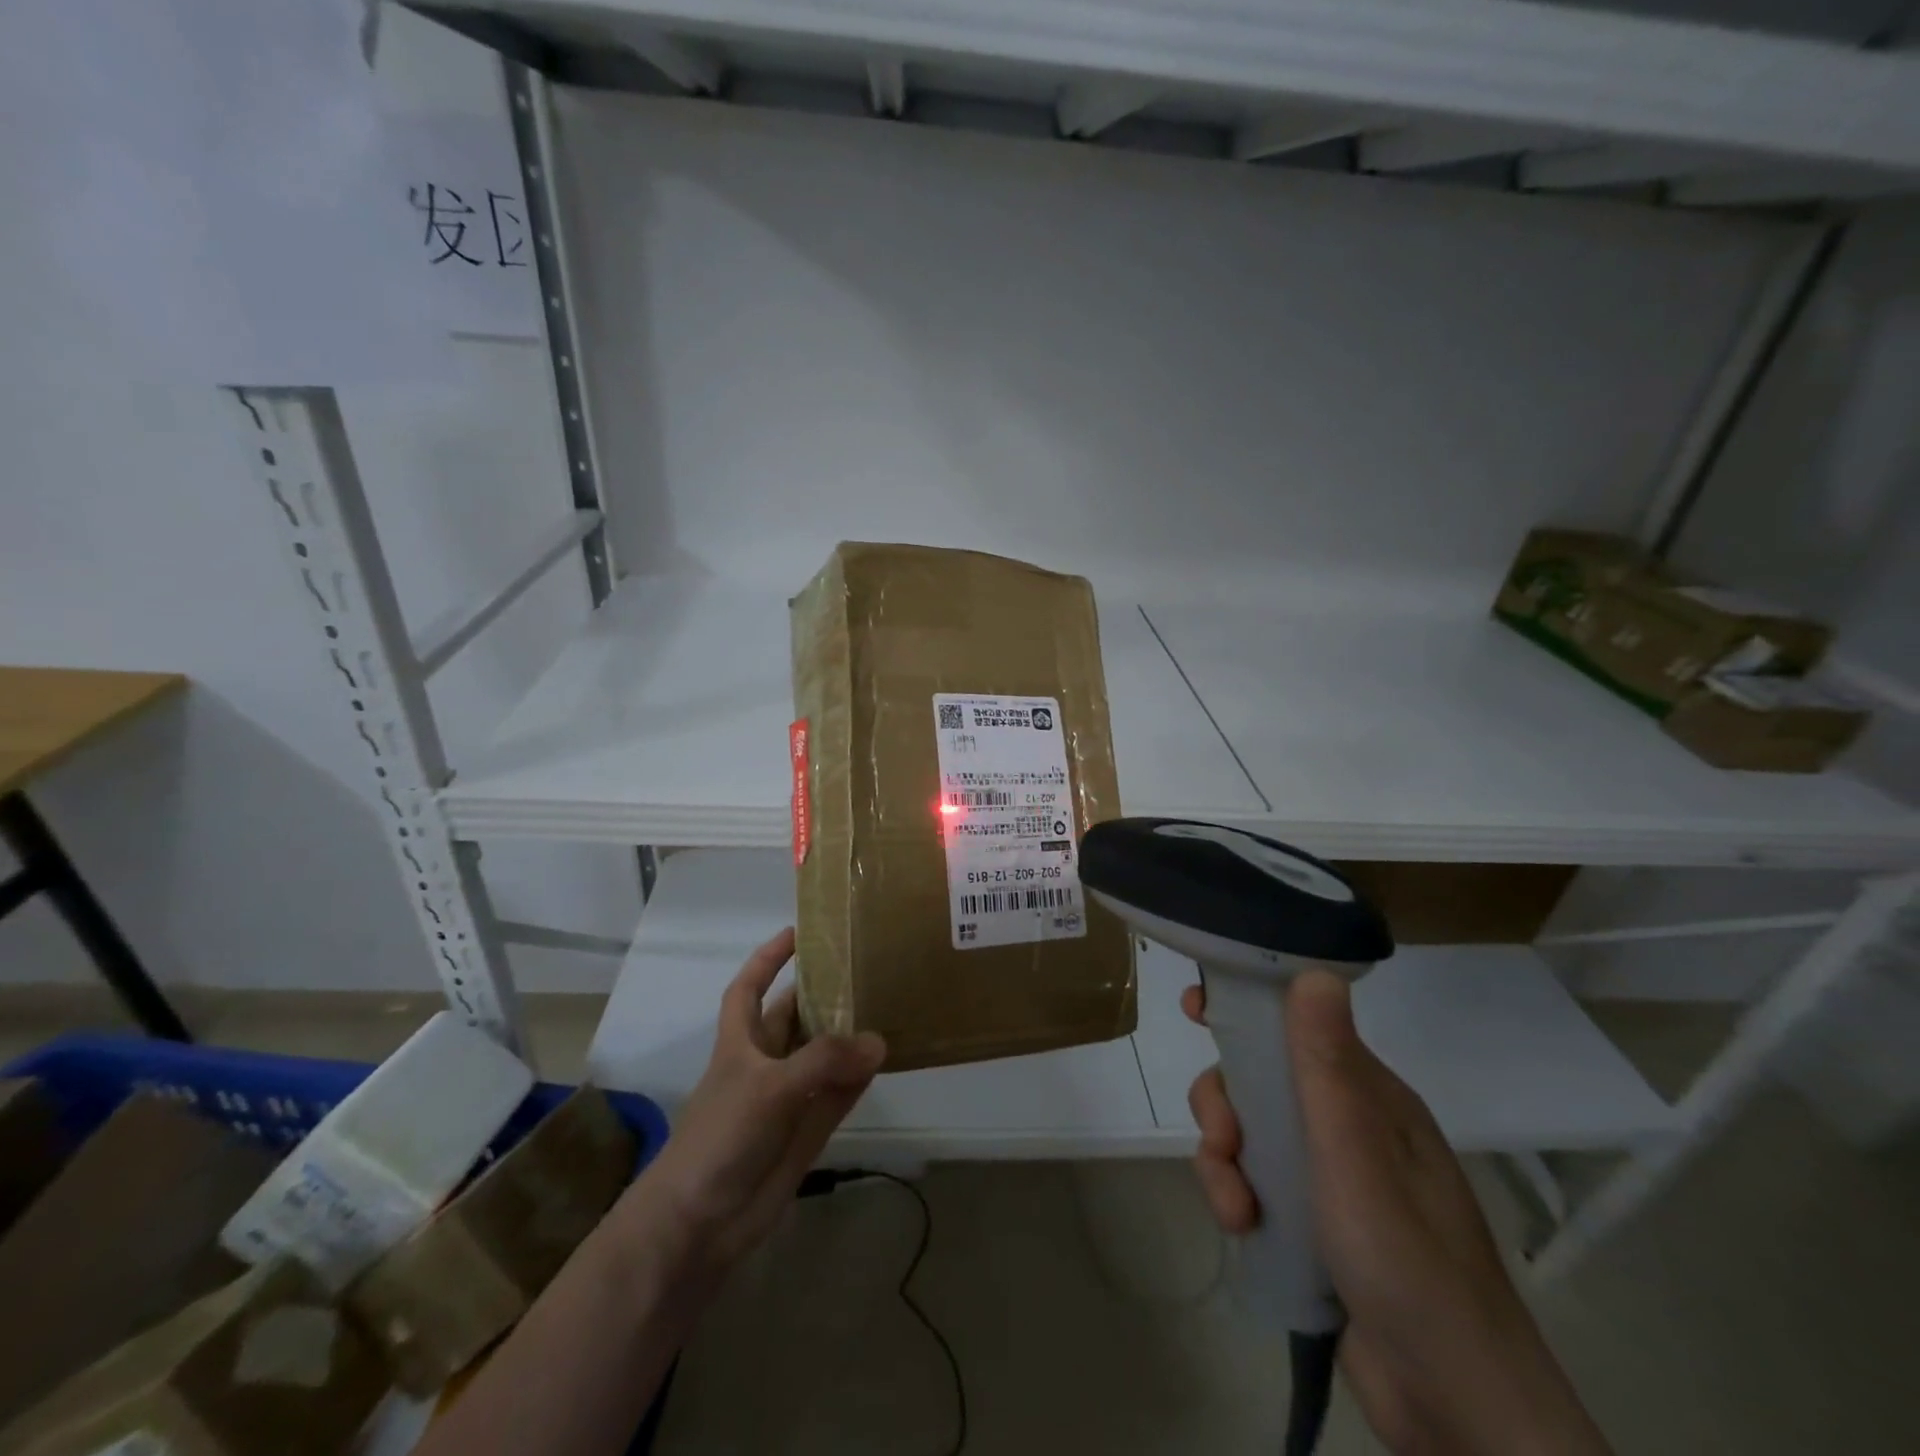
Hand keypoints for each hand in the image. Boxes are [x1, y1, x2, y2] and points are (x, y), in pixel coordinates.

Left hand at [628, 928, 885, 1273]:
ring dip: (849, 1034)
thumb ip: (824, 1061)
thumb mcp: (768, 1087)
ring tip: (886, 1001)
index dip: (768, 959)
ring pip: (823, 1053)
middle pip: (795, 1016)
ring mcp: (788, 1096)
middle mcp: (765, 1062)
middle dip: (823, 992)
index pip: (749, 987)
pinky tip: (885, 1055)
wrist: (699, 1225)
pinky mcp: (808, 1128)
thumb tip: (878, 1042)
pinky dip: (860, 1075)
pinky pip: (840, 1092)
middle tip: (866, 964)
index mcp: (740, 1042)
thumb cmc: (720, 1137)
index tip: (798, 932)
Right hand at [1184, 973, 1609, 1455]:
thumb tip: (1316, 971)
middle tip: (1221, 1141)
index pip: (1299, 1025)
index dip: (1247, 1008)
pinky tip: (1244, 1229)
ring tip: (1236, 1209)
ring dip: (1225, 1161)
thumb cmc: (1407, 1263)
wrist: (1453, 1408)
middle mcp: (1349, 1126)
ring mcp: (1329, 1176)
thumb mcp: (1356, 1155)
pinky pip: (1254, 1181)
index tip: (1195, 1006)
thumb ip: (1328, 1065)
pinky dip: (1237, 1196)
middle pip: (1259, 1080)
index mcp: (1370, 1097)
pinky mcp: (1312, 1222)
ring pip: (1248, 1133)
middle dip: (1225, 1105)